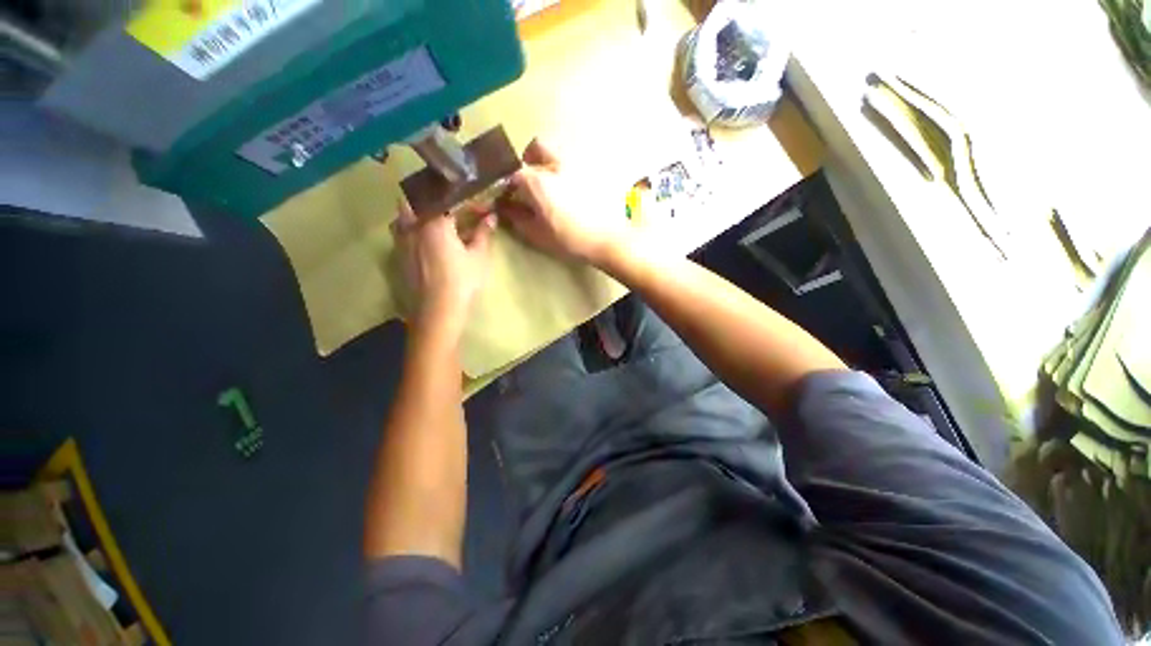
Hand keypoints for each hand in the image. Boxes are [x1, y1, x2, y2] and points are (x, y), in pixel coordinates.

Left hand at [392, 198, 495, 332]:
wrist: (436, 310)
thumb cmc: (461, 282)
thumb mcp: (478, 257)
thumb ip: (483, 234)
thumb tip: (491, 217)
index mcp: (435, 222)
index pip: (449, 200)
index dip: (467, 201)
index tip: (480, 208)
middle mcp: (413, 225)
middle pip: (416, 198)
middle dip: (433, 198)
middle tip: (450, 208)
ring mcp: (401, 240)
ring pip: (402, 214)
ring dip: (416, 211)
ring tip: (433, 221)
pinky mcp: (398, 255)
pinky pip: (400, 232)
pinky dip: (409, 228)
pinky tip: (422, 241)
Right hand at [496, 139, 631, 264]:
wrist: (608, 239)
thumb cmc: (570, 239)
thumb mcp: (538, 234)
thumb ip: (517, 218)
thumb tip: (505, 207)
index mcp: (538, 180)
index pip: (515, 174)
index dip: (510, 185)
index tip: (512, 198)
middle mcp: (556, 164)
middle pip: (536, 147)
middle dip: (530, 160)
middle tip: (532, 181)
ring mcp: (578, 164)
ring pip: (558, 151)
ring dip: (550, 162)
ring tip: (554, 185)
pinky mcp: (595, 170)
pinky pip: (577, 162)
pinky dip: (569, 170)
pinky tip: (574, 190)